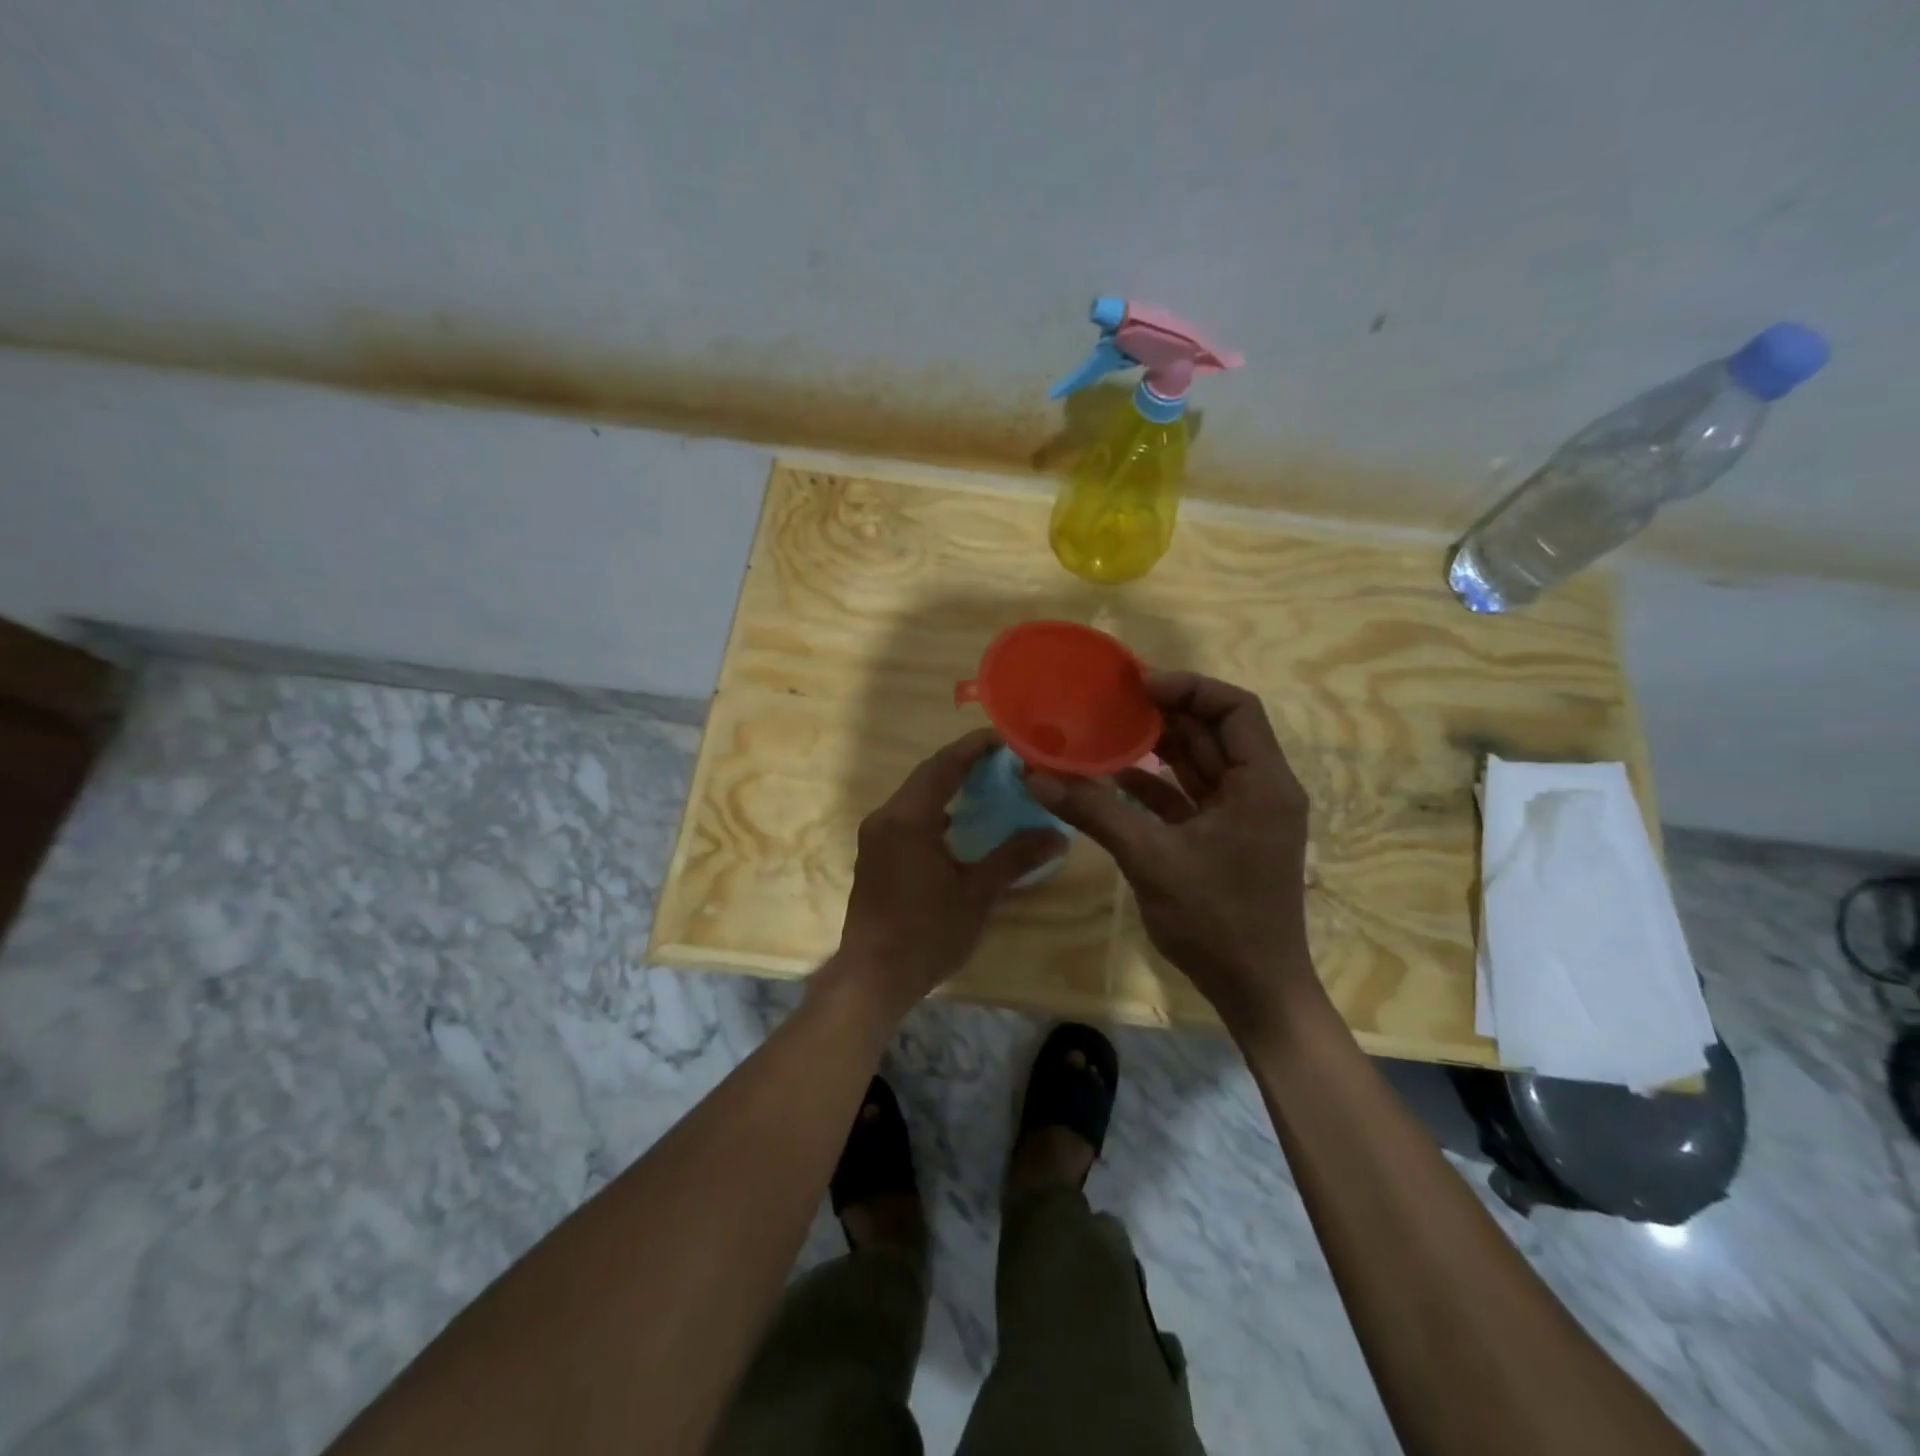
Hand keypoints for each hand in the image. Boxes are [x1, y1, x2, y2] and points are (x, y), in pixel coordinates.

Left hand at [825, 729, 1064, 1023]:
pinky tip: (958, 822)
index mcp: (909, 818)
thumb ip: (1014, 858)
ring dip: (947, 784)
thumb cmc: (926, 934)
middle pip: (927, 774)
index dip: (975, 747)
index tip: (1008, 738)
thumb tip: (1057, 836)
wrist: (872, 977)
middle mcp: (886, 817)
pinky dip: (934, 808)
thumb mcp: (977, 894)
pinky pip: (907, 815)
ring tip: (986, 784)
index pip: (945, 765)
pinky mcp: (874, 853)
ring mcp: (876, 835)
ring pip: (915, 794)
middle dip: (964, 762)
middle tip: (1004, 760)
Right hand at [1026, 671, 1321, 1038]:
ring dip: (1158, 747)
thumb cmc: (1215, 919)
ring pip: (1200, 764)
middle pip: (1215, 732)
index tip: (1138, 685)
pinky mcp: (1224, 838)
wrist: (1254, 990)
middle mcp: (1260, 790)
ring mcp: (1243, 816)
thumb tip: (1035, 775)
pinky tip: (1114, 777)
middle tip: (1112, 699)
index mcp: (1262, 783)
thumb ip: (1094, 811)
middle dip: (1166, 713)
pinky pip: (1189, 796)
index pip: (1236, 708)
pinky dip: (1156, 785)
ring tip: (1107, 728)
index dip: (1188, 688)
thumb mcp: (1150, 858)